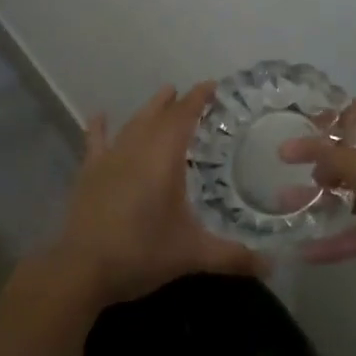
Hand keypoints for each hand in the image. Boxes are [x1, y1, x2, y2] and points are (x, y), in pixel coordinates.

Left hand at [48, 83, 262, 305]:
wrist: (82, 269)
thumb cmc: (141, 252)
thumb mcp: (192, 255)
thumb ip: (233, 257)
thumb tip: (273, 266)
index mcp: (164, 158)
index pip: (184, 117)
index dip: (197, 99)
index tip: (211, 86)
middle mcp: (137, 149)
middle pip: (159, 116)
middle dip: (176, 102)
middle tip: (191, 93)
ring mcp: (110, 159)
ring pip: (133, 124)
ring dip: (149, 109)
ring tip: (162, 95)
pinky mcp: (89, 174)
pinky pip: (95, 143)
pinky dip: (99, 128)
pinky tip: (99, 116)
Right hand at [279, 99, 355, 288]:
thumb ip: (327, 155)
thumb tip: (297, 148)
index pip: (354, 111)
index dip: (327, 118)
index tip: (298, 129)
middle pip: (349, 154)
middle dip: (317, 163)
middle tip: (285, 171)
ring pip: (351, 194)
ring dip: (320, 201)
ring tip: (284, 208)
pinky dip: (337, 241)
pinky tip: (305, 252)